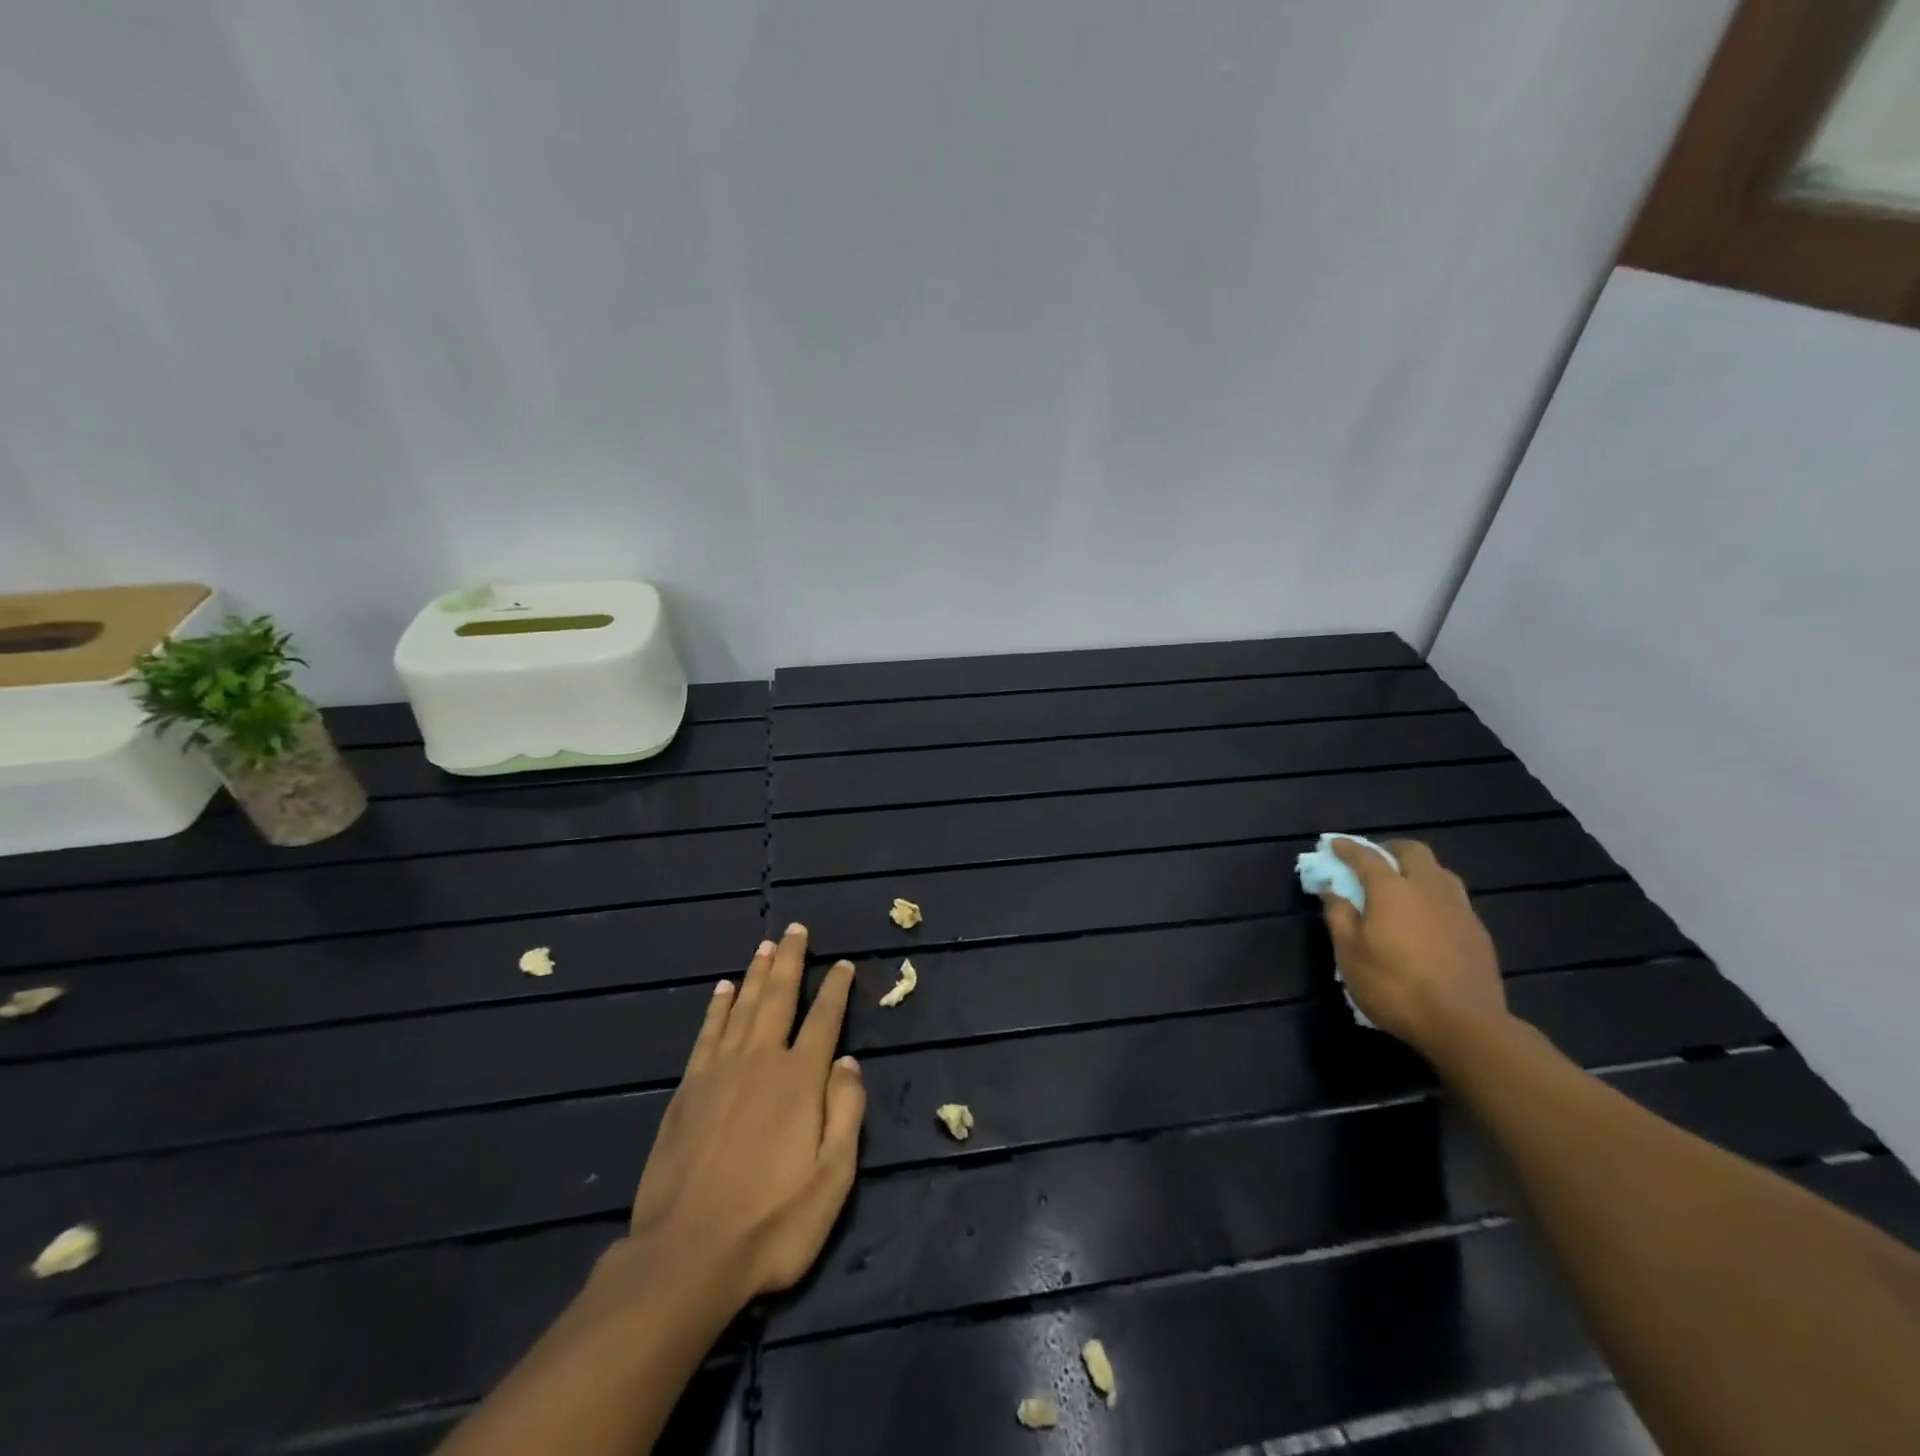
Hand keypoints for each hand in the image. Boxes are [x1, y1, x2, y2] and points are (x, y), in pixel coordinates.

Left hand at [622, 925, 865, 1313]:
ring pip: (743, 1007)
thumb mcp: (832, 1178)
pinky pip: (707, 1032)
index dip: (836, 989)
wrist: (685, 1257)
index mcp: (799, 1080)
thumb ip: (845, 1112)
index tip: (843, 964)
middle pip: (779, 997)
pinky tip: (723, 990)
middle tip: (796, 930)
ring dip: (756, 974)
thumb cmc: (771, 1224)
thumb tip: (847, 1061)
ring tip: (765, 946)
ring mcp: (719, 1072)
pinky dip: (718, 1007)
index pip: (824, 1020)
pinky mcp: (688, 1089)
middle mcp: (760, 1061)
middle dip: (791, 961)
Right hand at [1320, 839, 1508, 1058]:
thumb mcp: (1350, 954)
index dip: (1346, 847)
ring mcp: (1459, 908)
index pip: (1365, 856)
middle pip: (1412, 851)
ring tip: (1402, 887)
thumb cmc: (1395, 987)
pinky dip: (1434, 895)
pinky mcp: (1478, 930)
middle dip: (1389, 849)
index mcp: (1392, 890)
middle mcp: (1428, 888)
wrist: (1465, 1025)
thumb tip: (1332, 889)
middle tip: (1373, 861)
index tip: (1333, 844)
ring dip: (1417, 870)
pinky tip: (1427, 918)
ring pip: (1439, 872)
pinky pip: (1453, 898)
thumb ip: (1339, 915)